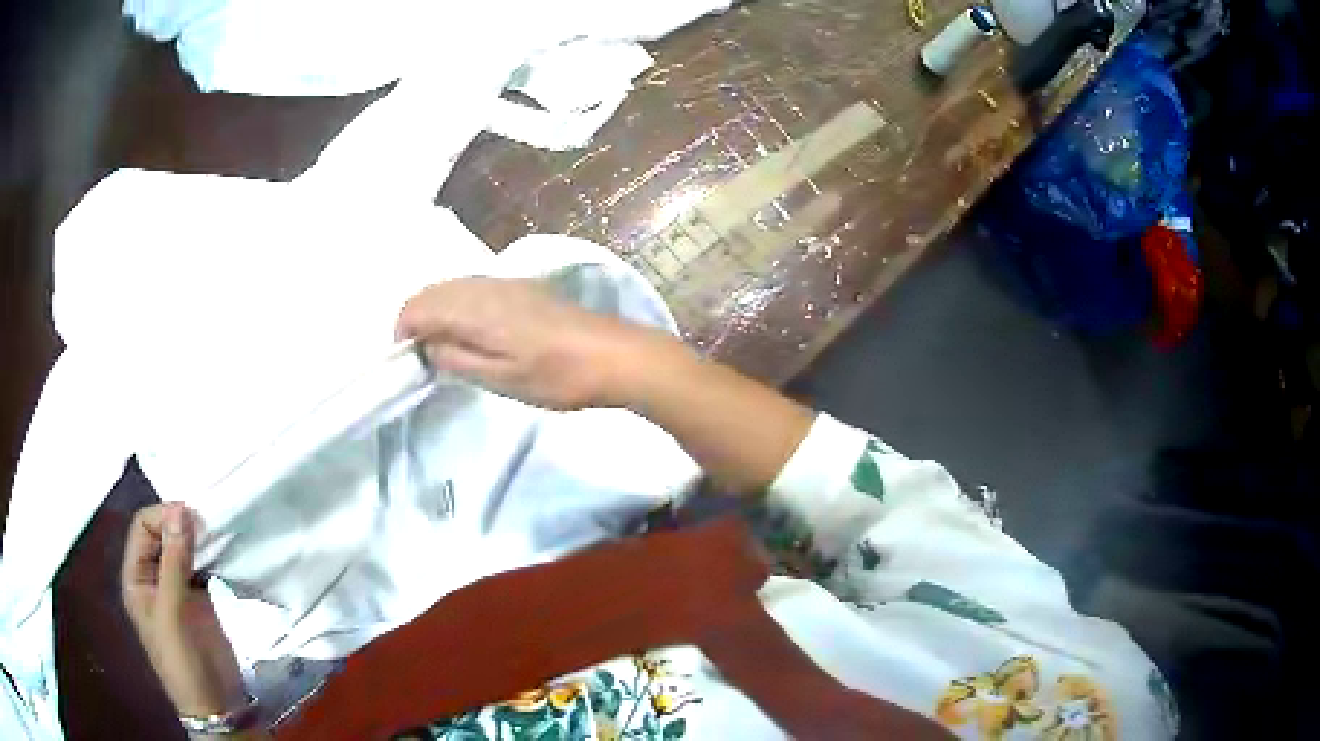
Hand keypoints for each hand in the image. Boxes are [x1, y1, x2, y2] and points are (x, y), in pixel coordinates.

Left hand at [121, 502, 247, 719]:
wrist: (216, 707)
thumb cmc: (182, 662)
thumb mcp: (172, 613)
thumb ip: (173, 563)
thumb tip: (180, 509)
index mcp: (136, 577)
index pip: (143, 528)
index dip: (163, 516)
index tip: (191, 515)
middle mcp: (153, 576)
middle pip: (162, 533)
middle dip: (180, 523)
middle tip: (208, 522)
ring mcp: (177, 588)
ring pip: (182, 547)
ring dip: (198, 538)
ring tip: (218, 533)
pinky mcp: (200, 598)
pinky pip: (201, 566)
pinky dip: (211, 556)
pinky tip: (224, 553)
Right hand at [396, 277, 674, 410]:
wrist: (613, 356)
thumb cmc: (556, 376)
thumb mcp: (501, 379)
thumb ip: (457, 359)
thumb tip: (426, 347)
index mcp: (474, 308)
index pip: (419, 306)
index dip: (402, 330)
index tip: (404, 359)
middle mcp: (485, 286)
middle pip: (433, 290)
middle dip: (416, 317)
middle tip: (419, 354)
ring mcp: (506, 282)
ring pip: (454, 285)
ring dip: (437, 309)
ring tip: (441, 346)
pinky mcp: (523, 287)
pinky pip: (475, 287)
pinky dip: (459, 304)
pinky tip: (471, 330)